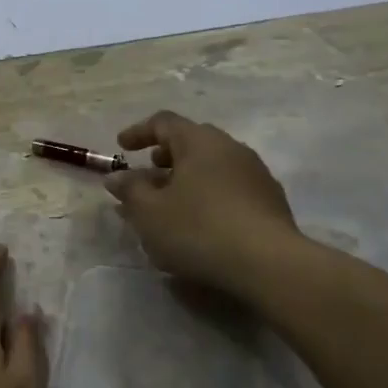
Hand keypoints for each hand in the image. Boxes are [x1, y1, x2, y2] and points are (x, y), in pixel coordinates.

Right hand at [105, 111, 307, 298]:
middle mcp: (230, 148)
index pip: (164, 122)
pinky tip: (199, 224)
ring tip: (169, 205)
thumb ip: (130, 190)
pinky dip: (208, 196)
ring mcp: (255, 174)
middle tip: (147, 174)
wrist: (269, 265)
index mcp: (199, 141)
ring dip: (186, 179)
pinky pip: (229, 188)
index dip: (138, 132)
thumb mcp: (150, 212)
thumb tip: (117, 176)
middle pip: (191, 142)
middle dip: (165, 157)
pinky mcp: (270, 202)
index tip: (122, 148)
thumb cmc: (199, 229)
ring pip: (212, 166)